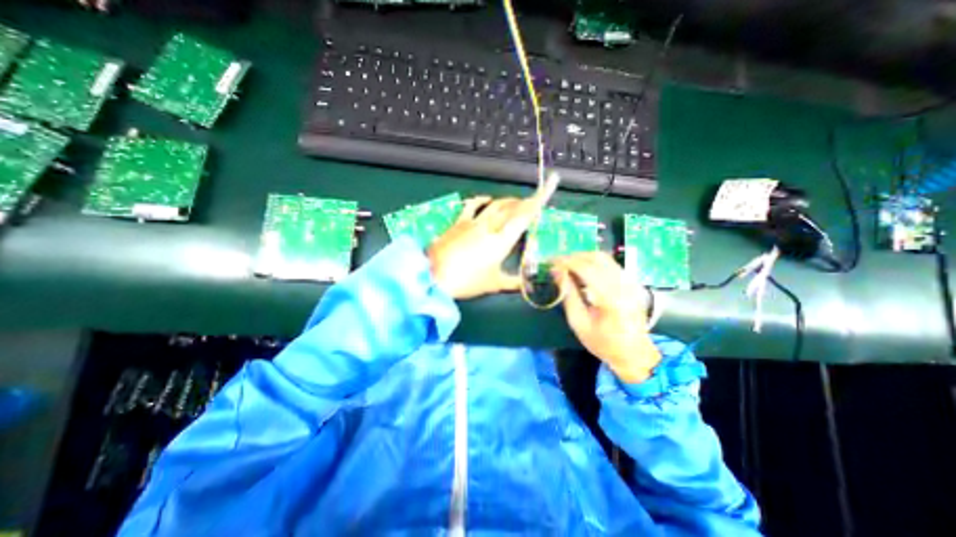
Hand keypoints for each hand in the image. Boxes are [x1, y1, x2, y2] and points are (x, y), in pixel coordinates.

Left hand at [427, 195, 541, 299]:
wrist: (433, 275)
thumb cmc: (466, 281)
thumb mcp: (494, 284)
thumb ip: (514, 283)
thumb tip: (530, 287)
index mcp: (502, 240)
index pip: (526, 215)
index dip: (540, 198)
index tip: (551, 183)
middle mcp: (490, 225)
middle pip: (513, 206)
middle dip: (527, 201)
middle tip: (536, 202)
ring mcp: (473, 222)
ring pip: (496, 204)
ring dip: (509, 201)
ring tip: (517, 203)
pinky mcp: (459, 222)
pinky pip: (473, 205)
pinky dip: (482, 200)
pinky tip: (487, 199)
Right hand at [550, 254, 661, 383]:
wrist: (634, 353)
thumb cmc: (603, 342)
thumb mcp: (579, 323)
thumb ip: (568, 295)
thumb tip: (557, 273)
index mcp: (611, 298)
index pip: (586, 269)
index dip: (566, 262)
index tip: (550, 262)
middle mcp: (624, 285)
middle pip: (596, 258)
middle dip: (573, 257)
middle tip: (557, 264)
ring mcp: (630, 282)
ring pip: (603, 258)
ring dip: (583, 258)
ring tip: (567, 266)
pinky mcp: (632, 282)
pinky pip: (610, 264)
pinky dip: (593, 262)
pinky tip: (582, 271)